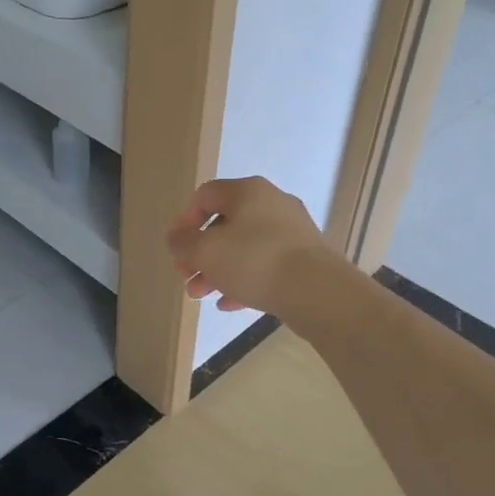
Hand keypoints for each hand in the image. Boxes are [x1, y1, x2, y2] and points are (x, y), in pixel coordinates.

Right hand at [165, 177, 342, 318]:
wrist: (318, 291)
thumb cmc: (255, 261)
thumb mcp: (205, 251)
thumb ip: (182, 243)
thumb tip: (176, 237)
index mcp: (247, 191)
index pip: (205, 195)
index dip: (184, 221)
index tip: (177, 249)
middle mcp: (272, 203)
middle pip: (225, 224)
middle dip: (200, 253)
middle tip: (187, 277)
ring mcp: (291, 231)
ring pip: (244, 247)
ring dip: (218, 270)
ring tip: (202, 295)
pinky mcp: (304, 258)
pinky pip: (265, 265)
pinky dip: (244, 280)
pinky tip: (229, 303)